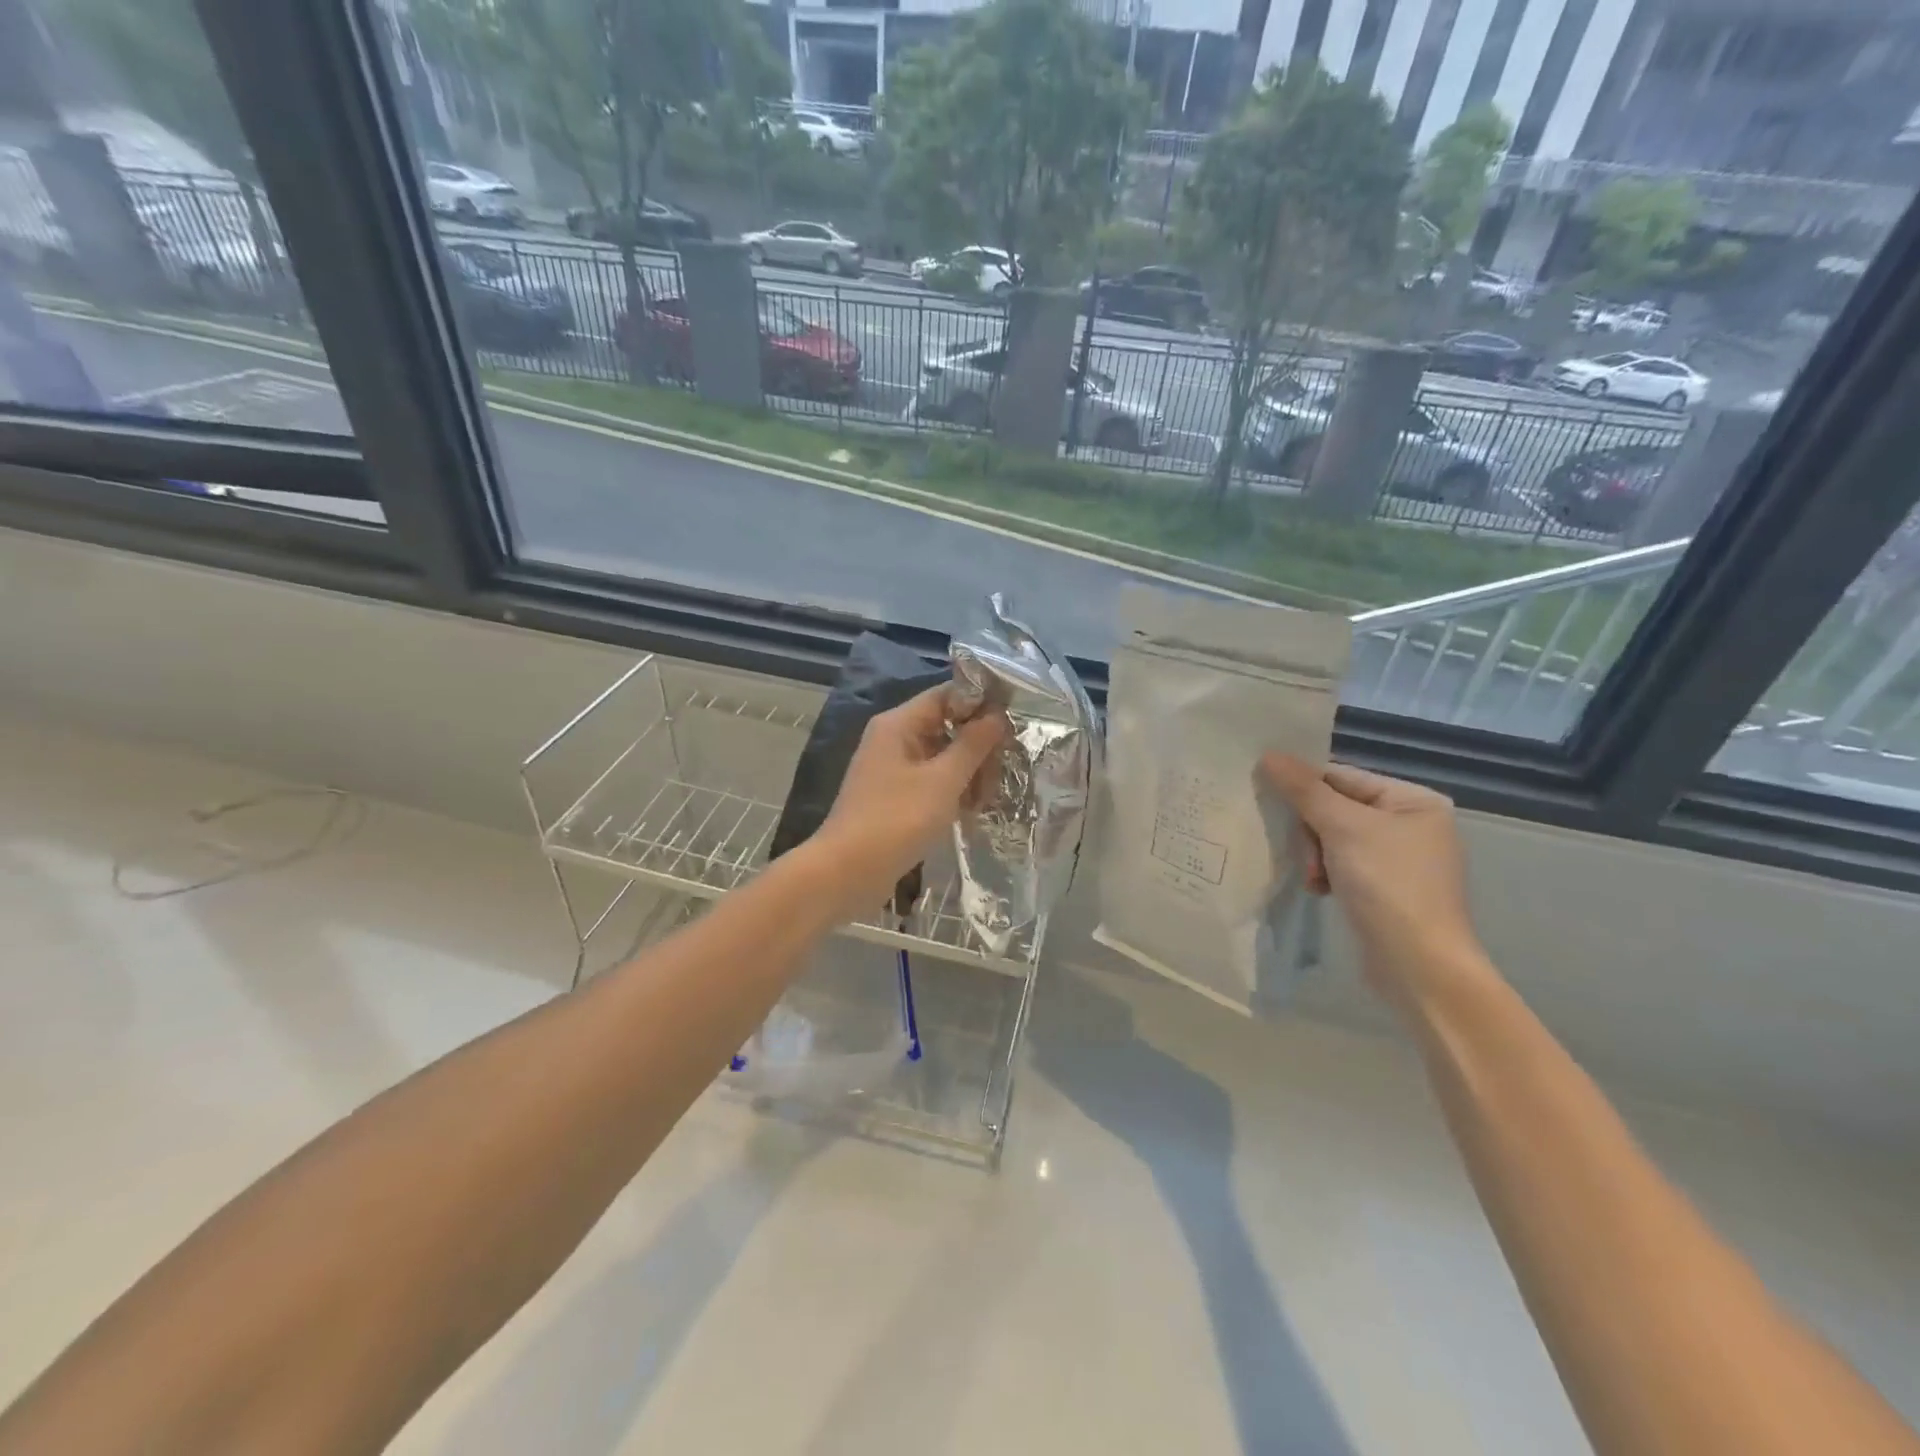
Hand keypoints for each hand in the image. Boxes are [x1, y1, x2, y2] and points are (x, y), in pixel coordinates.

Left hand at [816, 685, 1006, 917]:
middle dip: (977, 747)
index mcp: (899, 724)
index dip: (981, 704)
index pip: (946, 695)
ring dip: (968, 773)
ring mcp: (891, 769)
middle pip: (946, 726)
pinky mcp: (893, 797)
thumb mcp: (943, 781)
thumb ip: (973, 745)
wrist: (846, 873)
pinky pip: (930, 781)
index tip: (1013, 723)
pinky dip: (951, 792)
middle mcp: (893, 739)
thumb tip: (997, 715)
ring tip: (986, 801)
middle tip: (1001, 774)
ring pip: (941, 757)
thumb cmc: (896, 820)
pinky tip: (970, 812)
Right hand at [1260, 755, 1491, 1011]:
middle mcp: (1411, 824)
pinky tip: (1319, 889)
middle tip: (1306, 854)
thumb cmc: (1388, 885)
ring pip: (1333, 837)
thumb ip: (1303, 789)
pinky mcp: (1385, 889)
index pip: (1343, 777)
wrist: (1418, 966)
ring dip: (1314, 854)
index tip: (1268, 796)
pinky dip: (1325, 873)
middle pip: (1336, 807)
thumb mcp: (1342, 828)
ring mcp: (1399, 859)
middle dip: (1311, 830)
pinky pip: (1342, 864)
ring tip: (1314, 878)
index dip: (1304, 785)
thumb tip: (1268, 754)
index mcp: (1414, 801)